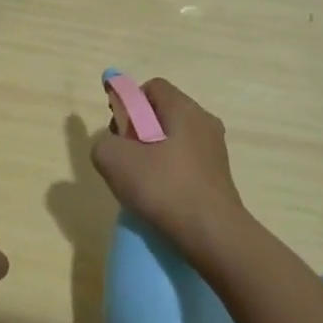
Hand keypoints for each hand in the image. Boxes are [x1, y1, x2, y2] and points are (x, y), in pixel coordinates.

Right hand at [91, 78, 250, 267]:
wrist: (213, 235)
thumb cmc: (164, 187)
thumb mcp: (114, 160)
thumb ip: (103, 142)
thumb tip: (112, 146)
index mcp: (184, 108)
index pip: (152, 87)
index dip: (129, 102)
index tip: (118, 130)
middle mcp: (205, 122)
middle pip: (163, 113)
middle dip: (138, 130)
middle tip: (125, 158)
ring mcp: (216, 150)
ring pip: (174, 140)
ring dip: (152, 155)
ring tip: (141, 183)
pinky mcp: (219, 176)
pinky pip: (186, 163)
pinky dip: (169, 174)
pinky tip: (160, 198)